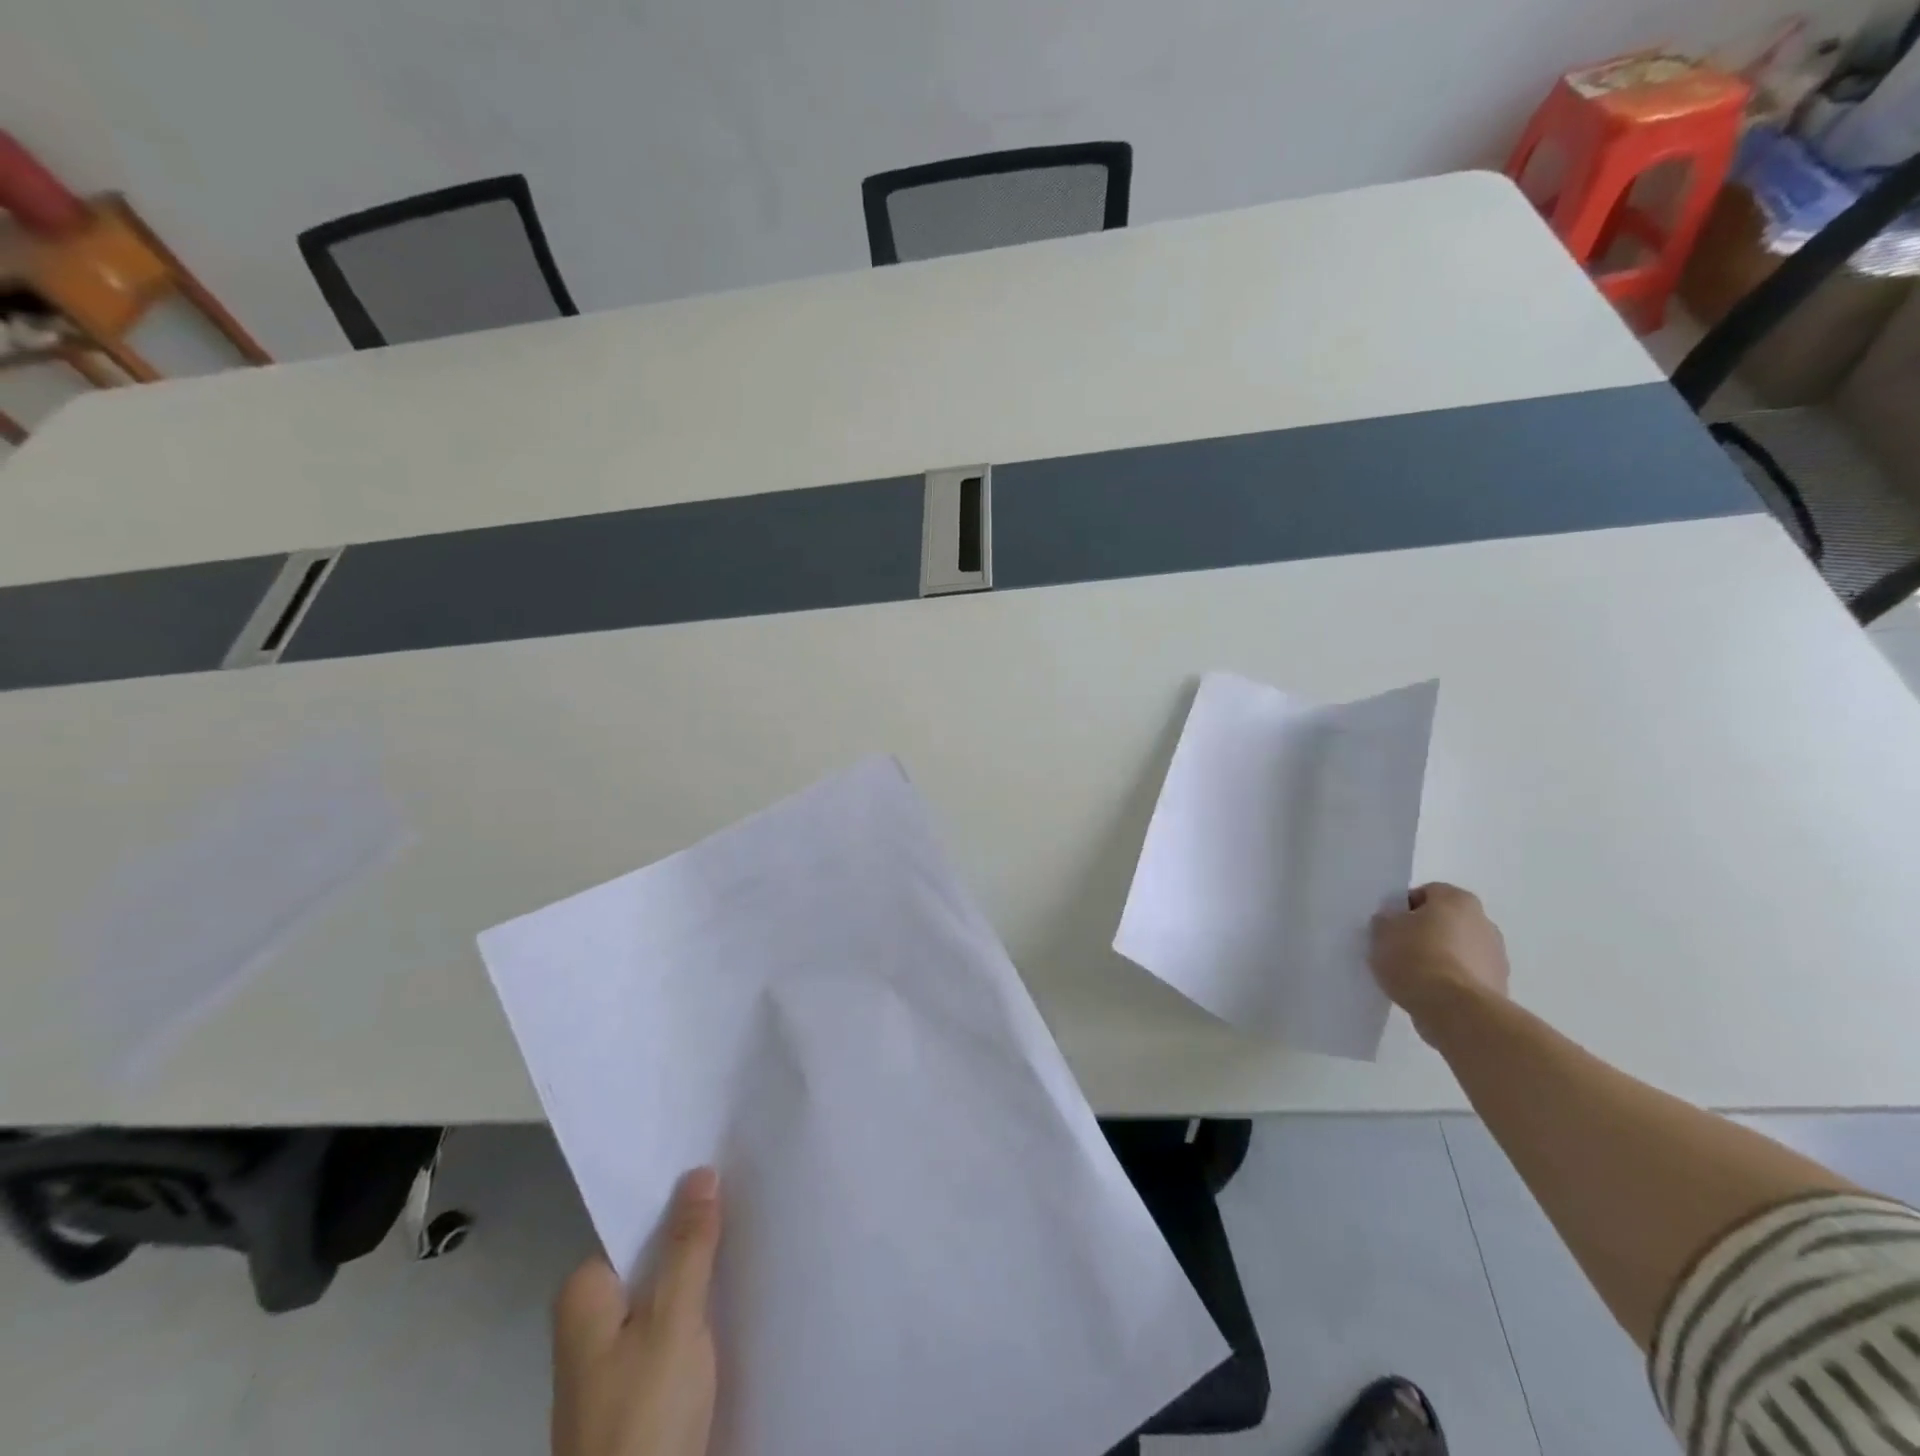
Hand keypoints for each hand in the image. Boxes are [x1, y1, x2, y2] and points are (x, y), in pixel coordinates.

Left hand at [552, 1168, 721, 1455]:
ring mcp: (610, 1359)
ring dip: (701, 1274)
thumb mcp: (674, 1319)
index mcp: (584, 1295)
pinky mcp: (634, 1388)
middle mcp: (589, 1320)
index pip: (635, 1222)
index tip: (723, 1169)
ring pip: (664, 1292)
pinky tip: (733, 1296)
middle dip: (694, 1234)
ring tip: (749, 1235)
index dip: (679, 1196)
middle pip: (651, 1256)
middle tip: (746, 1196)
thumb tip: (699, 1172)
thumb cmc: (644, 1413)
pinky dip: (698, 1310)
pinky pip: (669, 1326)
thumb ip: (688, 1245)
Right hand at [1370, 883, 1509, 1037]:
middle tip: (1398, 950)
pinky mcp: (1499, 987)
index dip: (1403, 909)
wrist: (1454, 1009)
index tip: (1389, 927)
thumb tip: (1393, 922)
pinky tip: (1429, 994)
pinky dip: (1451, 982)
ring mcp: (1496, 957)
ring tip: (1413, 976)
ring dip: (1440, 958)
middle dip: (1425, 933)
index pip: (1426, 893)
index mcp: (1457, 899)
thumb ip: (1386, 920)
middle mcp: (1484, 922)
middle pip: (1445, 922)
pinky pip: (1466, 976)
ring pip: (1458, 950)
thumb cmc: (1415, 958)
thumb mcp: (1382, 931)